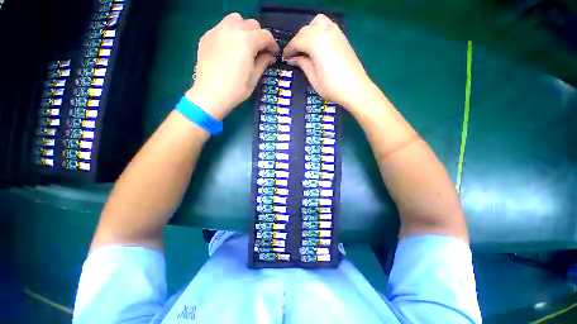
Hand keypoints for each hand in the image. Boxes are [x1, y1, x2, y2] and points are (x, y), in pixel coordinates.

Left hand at [185, 13, 279, 119]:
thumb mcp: (254, 78)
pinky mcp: (207, 36)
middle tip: (260, 51)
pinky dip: (230, 33)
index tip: (274, 54)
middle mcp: (232, 29)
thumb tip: (270, 56)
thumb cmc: (236, 90)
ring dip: (244, 29)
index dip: (273, 44)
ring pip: (235, 20)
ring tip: (244, 45)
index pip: (265, 35)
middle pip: (251, 24)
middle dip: (259, 36)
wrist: (210, 95)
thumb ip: (263, 63)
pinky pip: (222, 27)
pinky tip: (230, 48)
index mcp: (247, 41)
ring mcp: (217, 31)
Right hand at [283, 14, 374, 110]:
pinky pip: (327, 26)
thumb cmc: (331, 86)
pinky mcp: (342, 36)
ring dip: (308, 32)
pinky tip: (318, 45)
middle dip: (297, 40)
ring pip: (317, 23)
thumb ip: (302, 64)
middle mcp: (325, 31)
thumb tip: (293, 59)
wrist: (355, 88)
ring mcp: (336, 32)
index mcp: (315, 42)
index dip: (289, 49)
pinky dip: (319, 31)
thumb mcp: (313, 77)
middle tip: (294, 54)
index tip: (285, 57)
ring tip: (306, 47)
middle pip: (306, 30)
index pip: (297, 41)